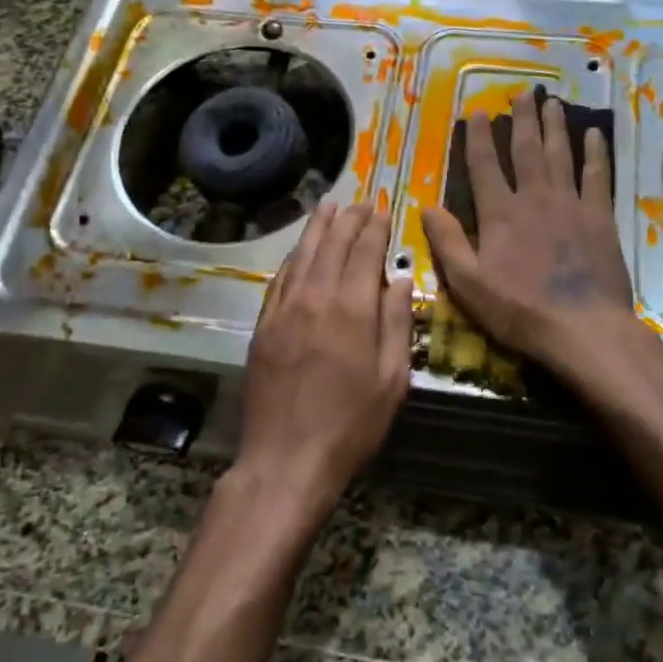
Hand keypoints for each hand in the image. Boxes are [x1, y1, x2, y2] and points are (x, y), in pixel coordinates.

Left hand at [236, 201, 413, 525]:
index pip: (365, 252)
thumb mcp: (391, 380)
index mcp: (351, 309)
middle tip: (361, 200)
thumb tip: (399, 278)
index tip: (384, 208)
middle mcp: (315, 298)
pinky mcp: (263, 326)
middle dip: (349, 219)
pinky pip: (279, 280)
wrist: (286, 461)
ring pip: (302, 255)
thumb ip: (397, 323)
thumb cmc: (350, 426)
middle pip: (332, 245)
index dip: (375, 227)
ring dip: (317, 228)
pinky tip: (299, 252)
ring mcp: (284, 311)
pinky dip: (293, 258)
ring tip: (329, 207)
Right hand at [422, 90, 639, 377]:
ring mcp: (570, 204)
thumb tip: (427, 206)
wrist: (583, 328)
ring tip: (552, 101)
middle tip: (521, 93)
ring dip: (555, 126)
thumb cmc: (520, 310)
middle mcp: (534, 198)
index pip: (485, 165)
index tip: (477, 112)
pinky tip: (594, 134)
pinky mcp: (599, 217)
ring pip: (560, 155)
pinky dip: (595, 154)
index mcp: (500, 214)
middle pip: (526, 150)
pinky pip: (597, 176)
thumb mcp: (469, 284)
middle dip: (522, 119)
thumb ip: (448, 242)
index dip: (478, 137)